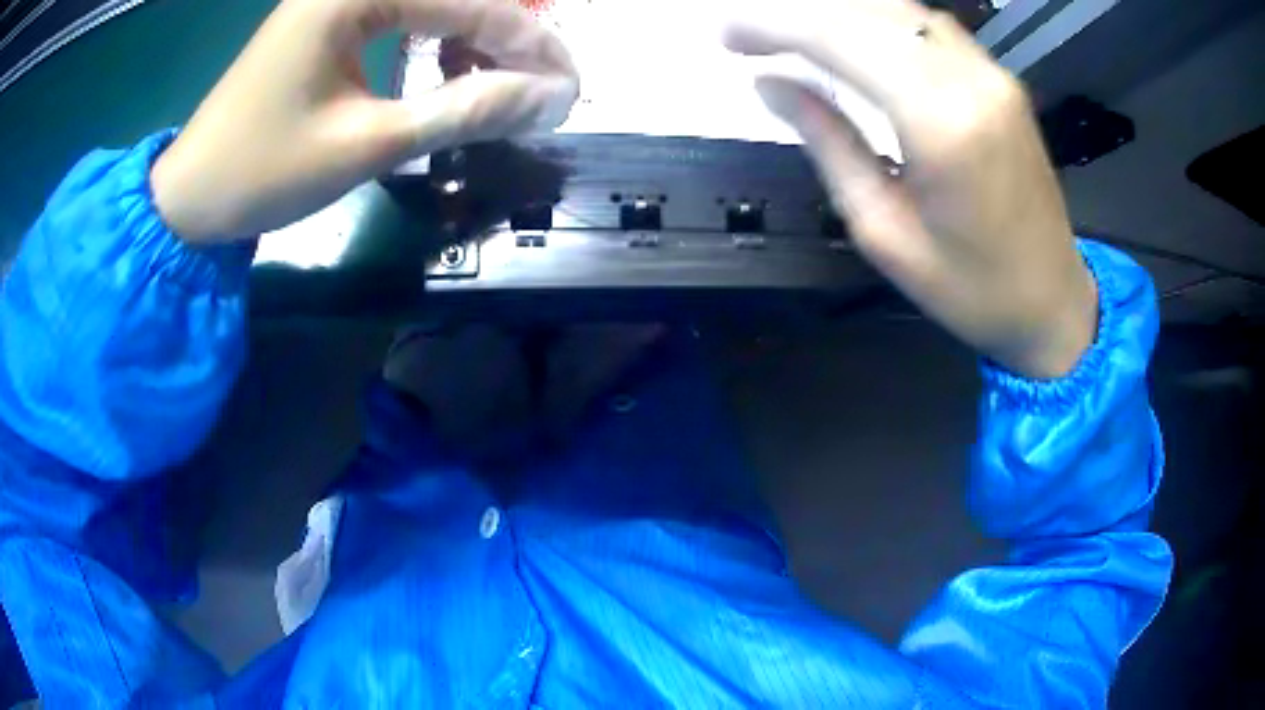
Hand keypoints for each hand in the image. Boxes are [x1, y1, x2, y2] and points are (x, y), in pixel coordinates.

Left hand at [152, 0, 577, 241]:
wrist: (189, 200)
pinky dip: (434, 47)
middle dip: (507, 40)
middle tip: (546, 89)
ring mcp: (336, 1)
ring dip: (473, 42)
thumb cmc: (263, 171)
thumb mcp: (368, 143)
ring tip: (501, 88)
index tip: (570, 86)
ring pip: (430, 6)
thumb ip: (463, 111)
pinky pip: (401, 20)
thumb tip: (549, 100)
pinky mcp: (327, 25)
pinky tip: (450, 76)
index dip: (528, 44)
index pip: (467, 3)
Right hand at [725, 0, 1096, 378]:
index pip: (841, 37)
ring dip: (838, 11)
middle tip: (748, 31)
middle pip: (868, 10)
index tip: (729, 36)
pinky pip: (929, 24)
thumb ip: (828, 143)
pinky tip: (850, 33)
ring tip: (790, 30)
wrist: (1053, 301)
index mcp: (941, 124)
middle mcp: (971, 80)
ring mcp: (992, 74)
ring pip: (900, 8)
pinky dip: (878, 19)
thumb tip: (771, 85)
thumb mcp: (884, 231)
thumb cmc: (972, 289)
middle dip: (797, 12)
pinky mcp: (1001, 80)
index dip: (775, 25)